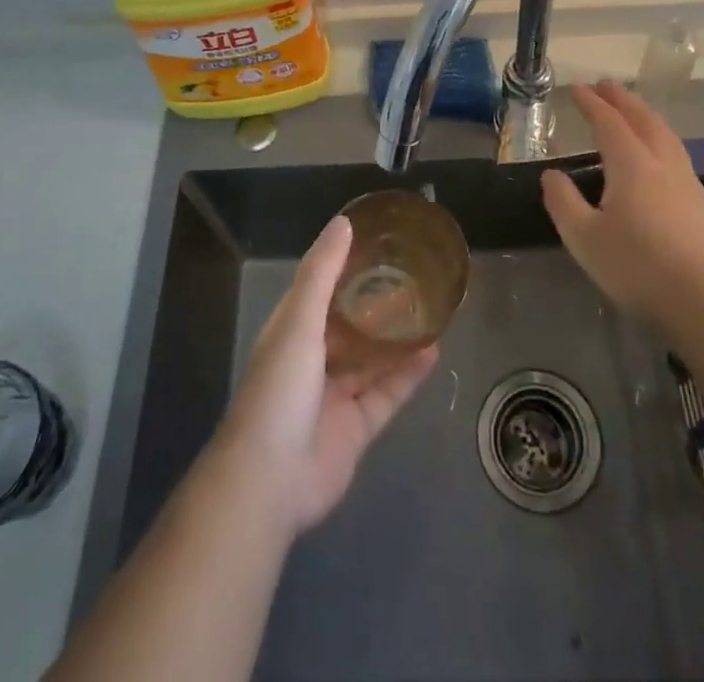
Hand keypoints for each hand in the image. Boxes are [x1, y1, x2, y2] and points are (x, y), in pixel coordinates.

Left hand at [213, 216, 439, 536]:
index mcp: (292, 331)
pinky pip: (387, 394)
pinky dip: (408, 375)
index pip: (319, 288)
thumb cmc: (279, 388)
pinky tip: (434, 351)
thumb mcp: (299, 320)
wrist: (270, 480)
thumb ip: (322, 272)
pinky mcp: (356, 427)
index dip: (343, 265)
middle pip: (350, 324)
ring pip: (371, 359)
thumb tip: (344, 222)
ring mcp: (335, 396)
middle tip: (413, 275)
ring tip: (430, 309)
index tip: (376, 242)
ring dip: (397, 338)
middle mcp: (312, 360)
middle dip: (376, 303)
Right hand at [540, 81, 703, 324]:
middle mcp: (661, 162)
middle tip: (605, 85)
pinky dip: (659, 136)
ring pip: (664, 133)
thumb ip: (563, 202)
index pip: (608, 122)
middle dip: (622, 99)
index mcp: (631, 164)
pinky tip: (657, 153)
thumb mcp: (585, 238)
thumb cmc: (639, 267)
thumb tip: (552, 175)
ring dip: (644, 114)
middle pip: (642, 119)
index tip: (577, 88)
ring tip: (632, 110)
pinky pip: (675, 151)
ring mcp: (686, 181)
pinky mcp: (700, 203)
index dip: (591, 103)